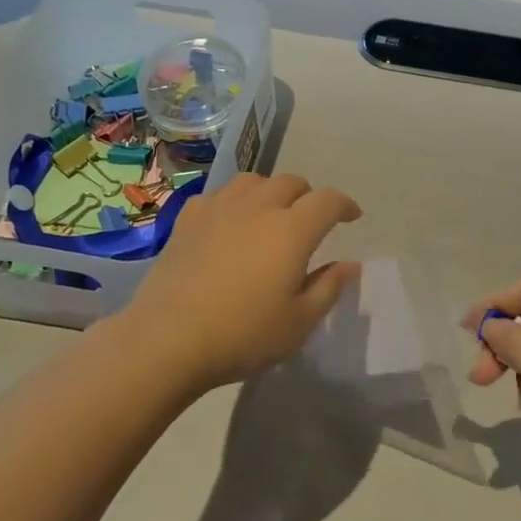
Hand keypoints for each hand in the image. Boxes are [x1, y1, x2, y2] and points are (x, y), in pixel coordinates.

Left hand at [121, 173, 361, 392]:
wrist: (168, 338)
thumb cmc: (244, 334)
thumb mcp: (299, 321)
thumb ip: (328, 287)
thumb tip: (349, 265)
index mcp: (292, 230)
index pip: (328, 201)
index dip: (345, 205)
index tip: (352, 217)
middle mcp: (258, 207)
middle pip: (290, 182)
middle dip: (308, 196)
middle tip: (310, 220)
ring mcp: (219, 209)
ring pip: (253, 181)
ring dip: (270, 192)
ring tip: (270, 215)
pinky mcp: (187, 220)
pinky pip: (218, 196)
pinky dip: (234, 202)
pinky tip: (230, 223)